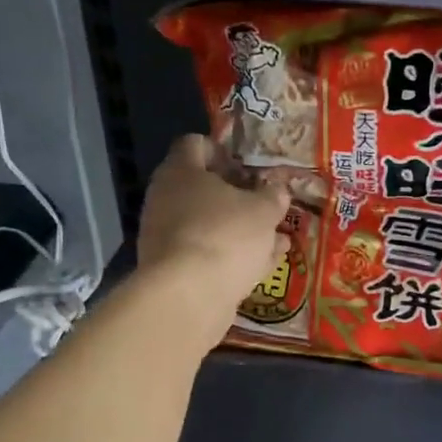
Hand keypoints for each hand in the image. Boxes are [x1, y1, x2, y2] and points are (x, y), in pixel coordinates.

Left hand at [137, 134, 290, 344]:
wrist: (189, 296)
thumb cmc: (226, 235)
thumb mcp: (263, 211)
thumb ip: (272, 197)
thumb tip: (276, 190)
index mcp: (181, 171)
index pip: (195, 144)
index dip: (223, 150)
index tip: (248, 166)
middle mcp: (165, 199)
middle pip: (202, 188)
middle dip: (238, 198)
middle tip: (266, 205)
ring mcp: (166, 237)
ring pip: (209, 225)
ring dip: (240, 231)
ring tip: (276, 239)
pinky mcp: (173, 271)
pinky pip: (208, 255)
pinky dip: (232, 257)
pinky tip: (263, 265)